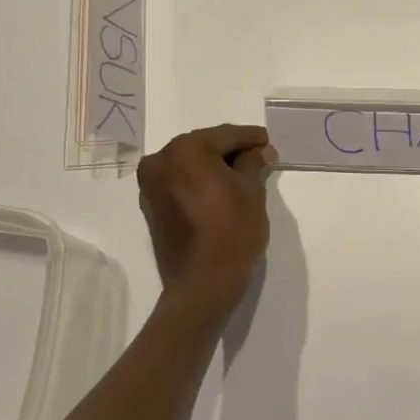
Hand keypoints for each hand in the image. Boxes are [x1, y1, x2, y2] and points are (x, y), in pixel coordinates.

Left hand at [137, 124, 274, 312]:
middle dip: (231, 151)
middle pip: (204, 146)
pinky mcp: (151, 205)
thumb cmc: (232, 232)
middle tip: (259, 158)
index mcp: (186, 150)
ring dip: (214, 166)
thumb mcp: (252, 192)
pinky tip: (219, 190)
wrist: (202, 284)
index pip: (226, 135)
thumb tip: (259, 151)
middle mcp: (161, 160)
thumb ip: (253, 163)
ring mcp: (151, 184)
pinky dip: (198, 181)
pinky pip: (179, 182)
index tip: (268, 142)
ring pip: (190, 164)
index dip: (251, 138)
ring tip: (242, 175)